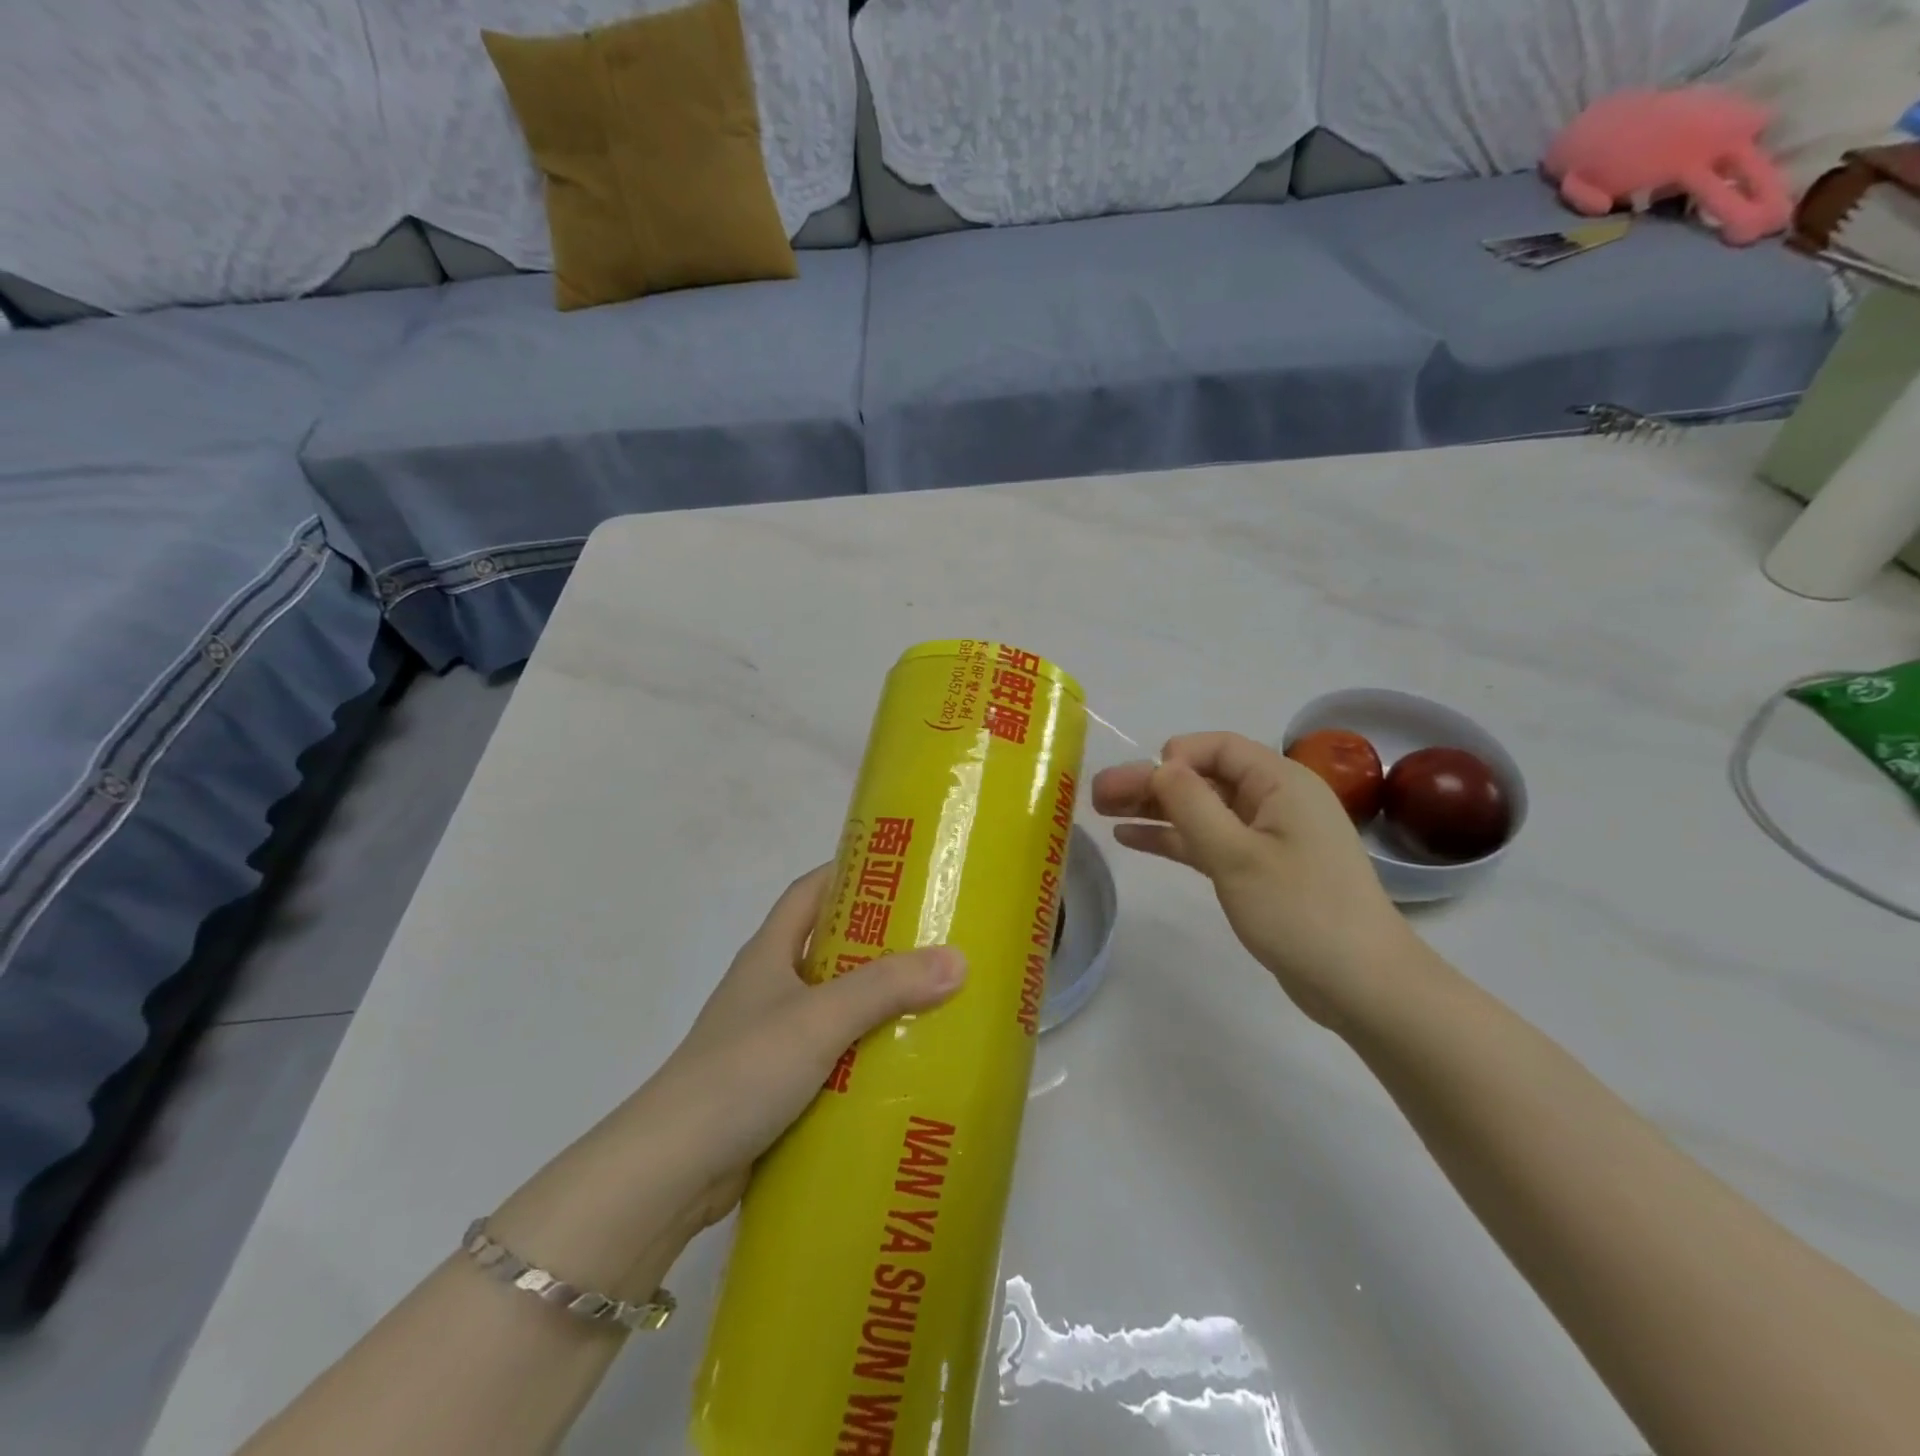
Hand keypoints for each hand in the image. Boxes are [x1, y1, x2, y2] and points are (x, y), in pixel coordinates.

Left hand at [641, 866, 965, 1227]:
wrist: (671, 1169)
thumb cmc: (742, 1071)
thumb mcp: (819, 1019)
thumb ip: (886, 987)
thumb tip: (957, 959)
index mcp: (768, 954)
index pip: (807, 892)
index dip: (846, 872)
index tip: (898, 872)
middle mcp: (766, 988)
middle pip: (825, 948)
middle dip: (875, 942)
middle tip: (932, 943)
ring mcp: (767, 1039)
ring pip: (829, 1006)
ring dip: (872, 1003)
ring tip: (930, 1004)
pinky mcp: (772, 1086)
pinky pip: (827, 1057)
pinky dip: (858, 1055)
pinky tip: (897, 1068)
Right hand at [1092, 732, 1420, 1027]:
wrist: (1363, 985)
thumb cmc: (1301, 911)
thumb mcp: (1237, 855)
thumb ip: (1191, 805)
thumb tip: (1159, 766)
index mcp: (1281, 782)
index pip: (1218, 747)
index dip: (1174, 757)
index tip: (1138, 783)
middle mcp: (1275, 800)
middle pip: (1203, 777)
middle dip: (1150, 783)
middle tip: (1096, 795)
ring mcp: (1268, 836)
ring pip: (1201, 810)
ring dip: (1155, 809)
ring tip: (1103, 812)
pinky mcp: (1260, 869)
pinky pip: (1209, 840)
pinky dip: (1173, 838)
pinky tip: (1132, 838)